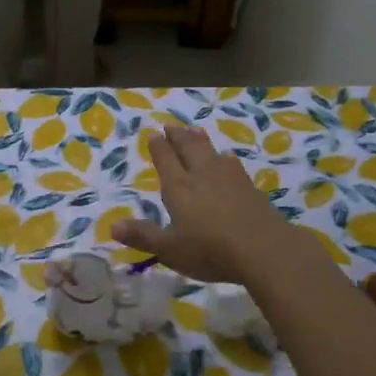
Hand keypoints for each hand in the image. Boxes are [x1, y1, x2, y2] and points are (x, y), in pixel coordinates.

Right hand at [113, 127, 292, 285]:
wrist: (263, 248)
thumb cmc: (210, 250)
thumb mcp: (170, 249)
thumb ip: (143, 236)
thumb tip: (113, 225)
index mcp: (178, 187)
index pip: (165, 159)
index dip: (158, 146)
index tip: (153, 133)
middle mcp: (201, 174)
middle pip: (187, 147)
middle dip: (177, 135)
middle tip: (170, 125)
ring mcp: (228, 177)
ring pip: (210, 150)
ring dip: (199, 139)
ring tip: (194, 130)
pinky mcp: (248, 185)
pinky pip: (232, 163)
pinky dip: (224, 156)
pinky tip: (226, 157)